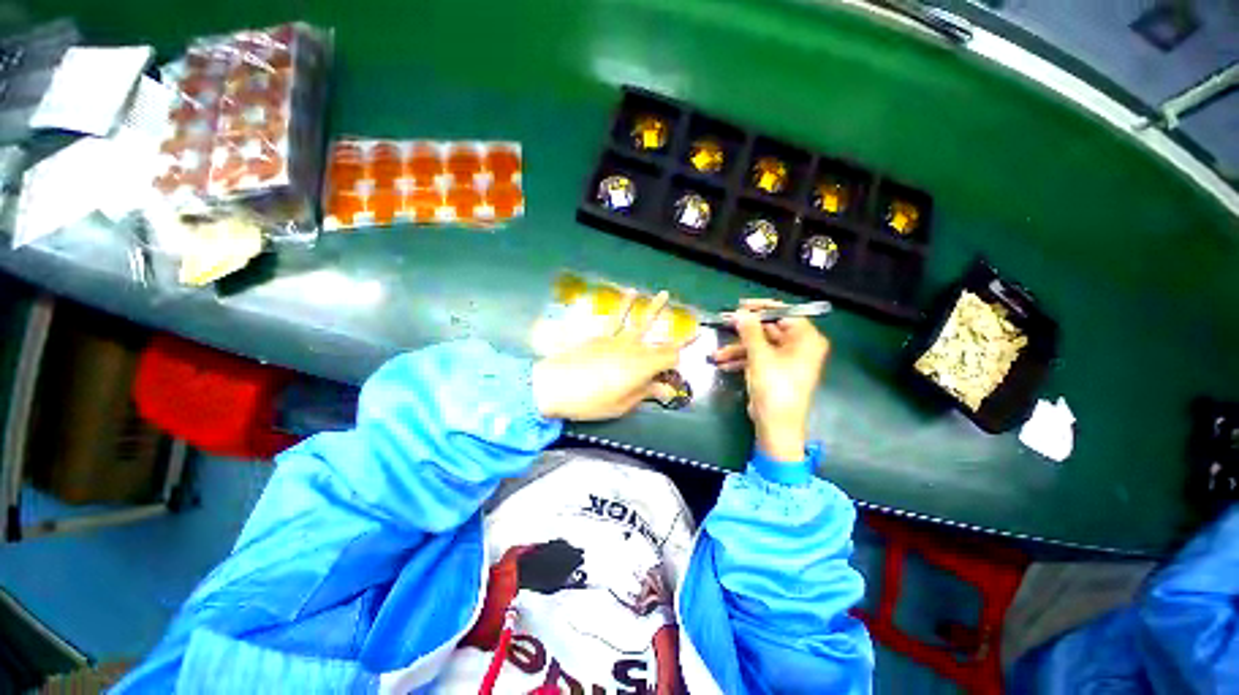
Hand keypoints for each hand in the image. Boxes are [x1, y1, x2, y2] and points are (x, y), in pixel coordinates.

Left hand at [532, 291, 689, 420]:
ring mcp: (617, 340)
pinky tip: (630, 292)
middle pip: (660, 343)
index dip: (679, 363)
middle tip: (694, 329)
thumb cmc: (590, 400)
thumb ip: (645, 393)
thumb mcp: (621, 404)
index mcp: (643, 367)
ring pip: (640, 322)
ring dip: (654, 308)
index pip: (670, 358)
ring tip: (665, 294)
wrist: (554, 385)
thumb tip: (667, 390)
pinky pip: (615, 318)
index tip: (681, 370)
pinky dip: (624, 305)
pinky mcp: (600, 336)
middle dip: (678, 338)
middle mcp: (634, 349)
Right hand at [711, 299, 829, 461]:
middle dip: (744, 332)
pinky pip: (758, 358)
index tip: (741, 305)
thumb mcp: (760, 356)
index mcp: (806, 339)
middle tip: (724, 324)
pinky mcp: (775, 371)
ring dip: (737, 349)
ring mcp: (787, 360)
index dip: (762, 308)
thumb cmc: (775, 388)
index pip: (786, 314)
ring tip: (717, 355)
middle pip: (770, 330)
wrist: (776, 426)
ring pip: (760, 346)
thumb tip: (740, 312)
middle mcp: (799, 347)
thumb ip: (750, 331)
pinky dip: (741, 360)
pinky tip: (723, 365)